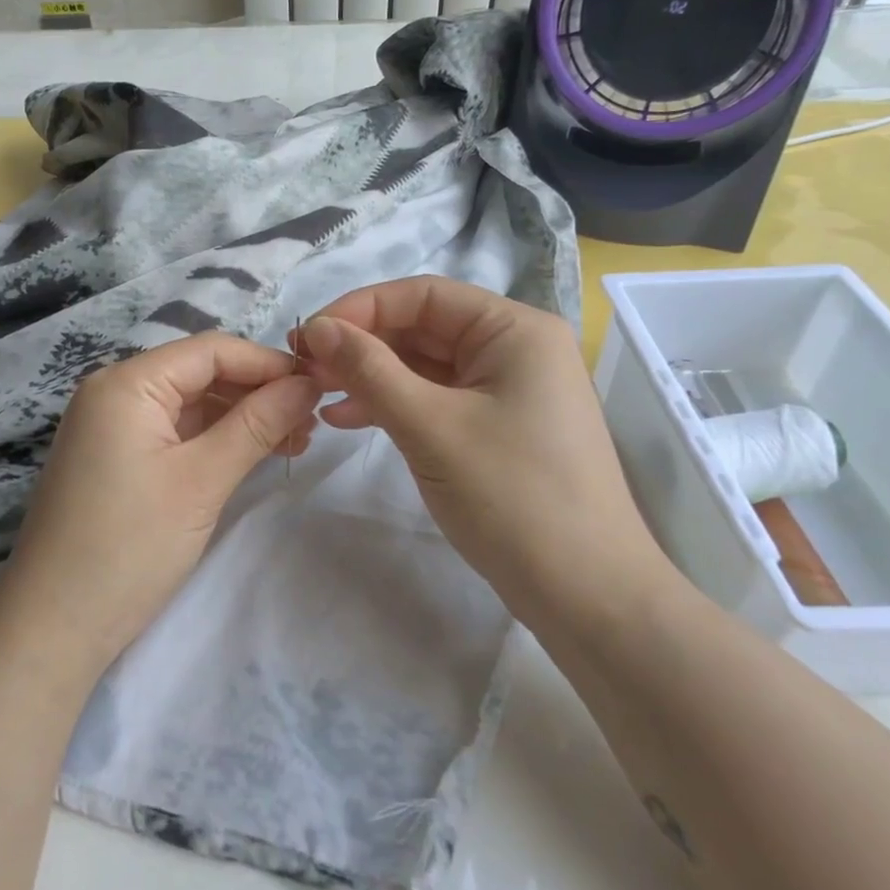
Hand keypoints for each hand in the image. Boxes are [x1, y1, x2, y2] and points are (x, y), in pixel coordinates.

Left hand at [0, 334, 321, 682]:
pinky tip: (253, 456)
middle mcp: (114, 393)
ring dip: (241, 419)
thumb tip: (308, 383)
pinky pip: (174, 434)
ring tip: (294, 442)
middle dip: (258, 393)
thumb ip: (258, 424)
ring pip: (190, 406)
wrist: (53, 628)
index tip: (319, 386)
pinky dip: (214, 441)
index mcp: (127, 383)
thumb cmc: (129, 546)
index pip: (210, 350)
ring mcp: (111, 428)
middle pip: (200, 374)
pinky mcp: (115, 461)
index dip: (268, 364)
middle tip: (312, 421)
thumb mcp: (202, 480)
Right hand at [296, 278, 678, 637]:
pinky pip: (436, 400)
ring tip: (318, 395)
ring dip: (371, 377)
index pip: (423, 295)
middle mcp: (514, 348)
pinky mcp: (497, 427)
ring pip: (424, 366)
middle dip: (362, 347)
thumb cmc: (511, 496)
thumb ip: (369, 370)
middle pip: (423, 328)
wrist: (585, 593)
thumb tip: (318, 328)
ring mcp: (507, 390)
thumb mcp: (430, 426)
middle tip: (304, 370)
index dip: (359, 309)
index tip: (307, 338)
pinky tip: (347, 420)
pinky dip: (393, 406)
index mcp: (514, 329)